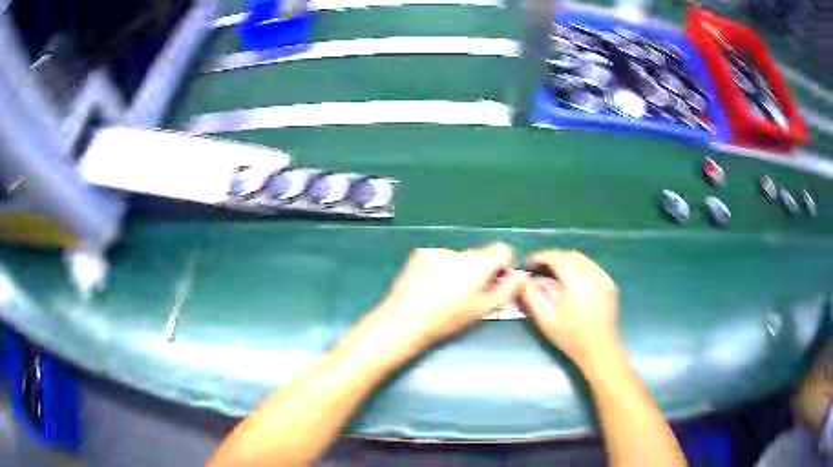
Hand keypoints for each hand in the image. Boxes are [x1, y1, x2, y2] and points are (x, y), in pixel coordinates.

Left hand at [375, 243, 527, 346]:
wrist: (405, 319)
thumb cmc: (448, 319)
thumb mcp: (482, 310)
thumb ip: (506, 290)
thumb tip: (519, 276)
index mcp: (479, 263)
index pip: (502, 250)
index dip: (504, 265)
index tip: (497, 281)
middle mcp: (460, 251)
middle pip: (479, 256)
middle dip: (479, 271)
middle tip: (469, 295)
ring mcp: (438, 251)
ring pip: (457, 258)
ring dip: (457, 270)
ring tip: (444, 293)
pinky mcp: (420, 254)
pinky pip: (438, 258)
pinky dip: (439, 268)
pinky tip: (428, 286)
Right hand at [520, 250, 619, 368]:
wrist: (599, 349)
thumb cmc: (570, 337)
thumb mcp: (545, 319)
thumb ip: (531, 295)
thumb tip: (521, 278)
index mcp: (576, 281)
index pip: (556, 258)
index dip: (539, 257)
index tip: (527, 264)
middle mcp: (592, 273)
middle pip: (569, 255)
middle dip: (552, 258)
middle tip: (538, 269)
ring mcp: (603, 277)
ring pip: (581, 259)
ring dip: (565, 261)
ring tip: (553, 273)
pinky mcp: (609, 282)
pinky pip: (591, 266)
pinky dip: (578, 267)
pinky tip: (571, 280)